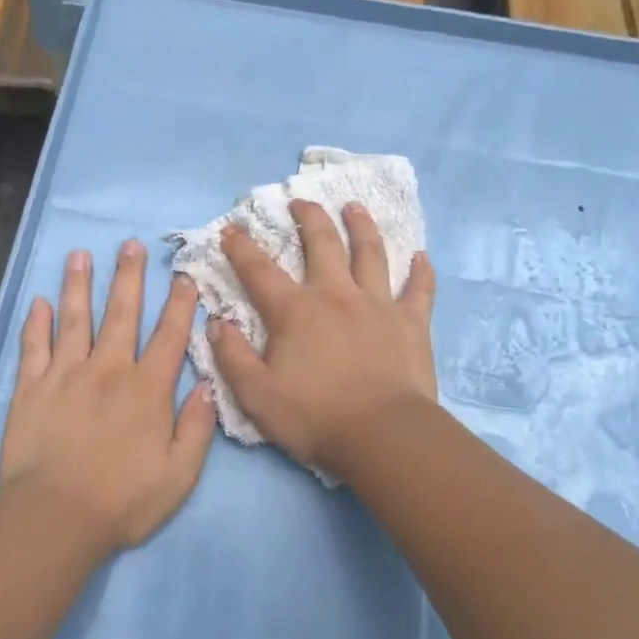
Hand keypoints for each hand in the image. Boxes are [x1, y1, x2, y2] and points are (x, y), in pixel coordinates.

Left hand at [0, 239, 217, 553]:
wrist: (56, 518)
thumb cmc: (123, 500)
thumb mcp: (179, 474)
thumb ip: (197, 427)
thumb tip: (209, 384)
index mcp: (147, 388)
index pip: (168, 335)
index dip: (179, 304)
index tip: (183, 276)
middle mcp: (109, 369)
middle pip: (122, 313)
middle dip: (128, 276)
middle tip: (130, 244)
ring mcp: (66, 374)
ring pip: (75, 318)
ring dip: (79, 284)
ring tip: (80, 254)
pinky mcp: (32, 388)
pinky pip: (34, 346)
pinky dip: (36, 322)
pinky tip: (39, 301)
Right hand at [210, 200, 436, 479]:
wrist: (383, 436)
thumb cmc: (315, 417)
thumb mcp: (256, 396)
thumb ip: (232, 357)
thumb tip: (216, 324)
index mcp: (295, 312)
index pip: (259, 271)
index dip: (241, 247)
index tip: (231, 228)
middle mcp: (335, 295)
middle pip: (322, 244)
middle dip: (308, 218)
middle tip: (301, 201)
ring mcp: (377, 305)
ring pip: (370, 253)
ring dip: (362, 226)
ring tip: (355, 207)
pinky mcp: (411, 323)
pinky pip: (419, 290)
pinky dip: (421, 272)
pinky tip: (422, 256)